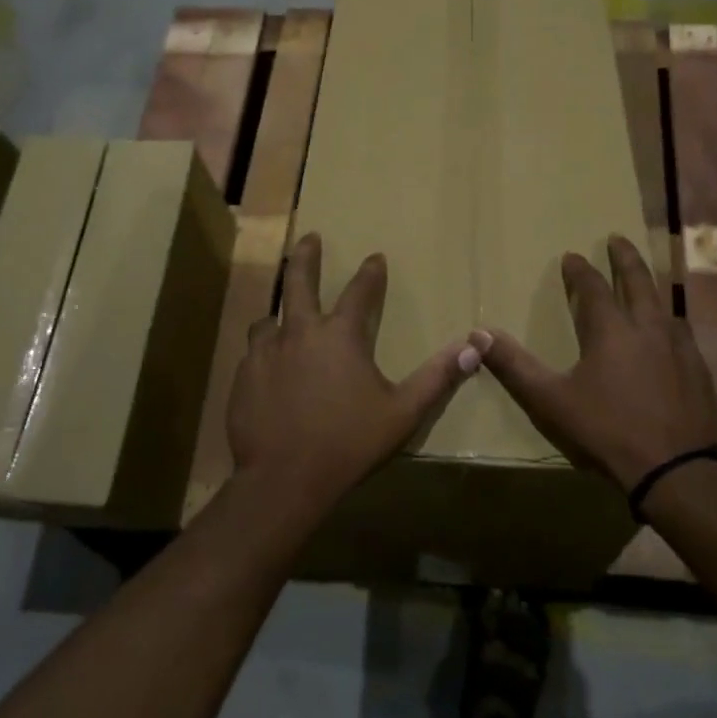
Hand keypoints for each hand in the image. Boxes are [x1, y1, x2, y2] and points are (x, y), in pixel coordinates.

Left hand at [226, 233, 479, 511]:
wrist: (284, 480)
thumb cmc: (349, 443)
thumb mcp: (403, 412)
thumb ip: (437, 377)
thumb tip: (473, 346)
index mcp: (340, 336)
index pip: (359, 292)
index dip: (370, 273)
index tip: (375, 256)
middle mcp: (299, 333)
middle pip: (299, 281)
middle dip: (306, 256)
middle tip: (309, 237)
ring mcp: (265, 353)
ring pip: (268, 319)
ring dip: (279, 313)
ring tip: (282, 317)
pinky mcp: (242, 377)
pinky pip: (253, 353)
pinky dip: (264, 352)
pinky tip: (267, 368)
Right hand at [473, 235, 716, 492]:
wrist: (674, 470)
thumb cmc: (606, 430)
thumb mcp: (550, 400)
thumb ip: (514, 366)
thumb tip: (478, 333)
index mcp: (611, 330)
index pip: (593, 287)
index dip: (580, 269)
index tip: (572, 255)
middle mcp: (648, 327)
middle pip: (638, 281)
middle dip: (625, 257)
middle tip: (618, 238)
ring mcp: (680, 348)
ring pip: (664, 305)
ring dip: (650, 288)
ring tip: (644, 285)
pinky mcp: (699, 370)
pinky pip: (682, 333)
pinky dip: (668, 322)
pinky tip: (669, 336)